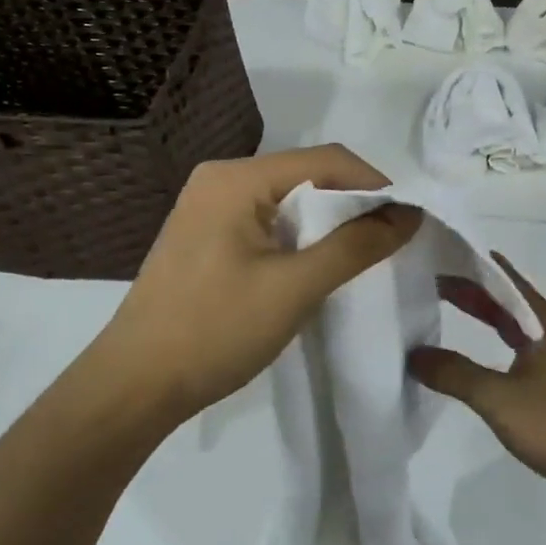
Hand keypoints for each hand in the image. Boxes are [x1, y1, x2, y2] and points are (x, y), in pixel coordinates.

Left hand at [84, 145, 419, 430]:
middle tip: (391, 239)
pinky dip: (300, 237)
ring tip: (363, 254)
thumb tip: (408, 214)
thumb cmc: (216, 330)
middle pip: (307, 175)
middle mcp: (220, 179)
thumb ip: (355, 245)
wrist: (136, 385)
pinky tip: (318, 264)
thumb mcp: (295, 287)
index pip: (326, 160)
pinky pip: (267, 221)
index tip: (409, 220)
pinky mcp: (205, 236)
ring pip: (288, 200)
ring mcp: (208, 207)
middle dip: (354, 203)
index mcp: (237, 178)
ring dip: (329, 222)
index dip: (375, 185)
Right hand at [409, 257, 545, 518]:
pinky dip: (500, 344)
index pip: (505, 279)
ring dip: (489, 316)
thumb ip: (455, 374)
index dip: (474, 265)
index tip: (443, 253)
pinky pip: (525, 351)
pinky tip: (489, 360)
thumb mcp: (500, 399)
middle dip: (475, 290)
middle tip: (436, 280)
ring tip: (455, 310)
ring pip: (519, 327)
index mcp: (544, 324)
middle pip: (511, 301)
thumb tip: (414, 353)